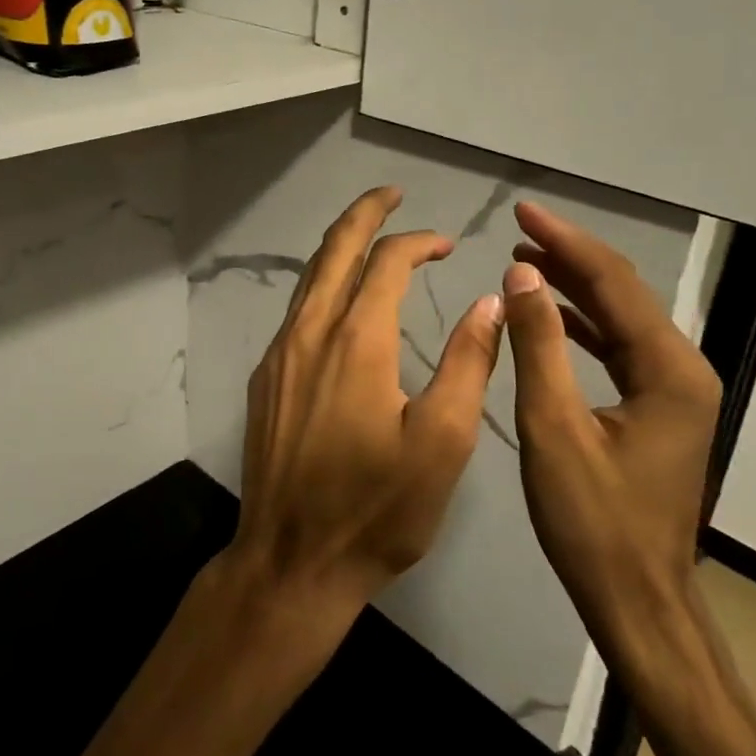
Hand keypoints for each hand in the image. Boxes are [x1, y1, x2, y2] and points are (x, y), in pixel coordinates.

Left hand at [225, 186, 504, 624]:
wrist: (291, 561)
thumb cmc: (376, 509)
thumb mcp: (443, 442)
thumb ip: (469, 363)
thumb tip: (489, 300)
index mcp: (357, 342)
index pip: (386, 263)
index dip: (419, 242)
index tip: (448, 244)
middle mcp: (310, 334)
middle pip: (334, 250)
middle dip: (364, 214)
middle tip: (391, 194)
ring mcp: (280, 356)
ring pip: (309, 278)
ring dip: (340, 247)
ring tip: (370, 234)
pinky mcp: (266, 379)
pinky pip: (296, 310)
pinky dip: (323, 284)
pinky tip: (341, 299)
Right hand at [502, 202, 723, 688]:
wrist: (637, 601)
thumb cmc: (593, 522)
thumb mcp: (554, 429)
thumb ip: (539, 346)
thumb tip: (522, 275)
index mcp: (668, 371)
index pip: (613, 284)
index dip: (566, 242)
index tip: (524, 211)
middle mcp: (682, 371)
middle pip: (623, 295)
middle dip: (571, 257)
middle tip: (519, 229)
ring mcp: (674, 393)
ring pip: (621, 321)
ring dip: (575, 289)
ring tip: (525, 262)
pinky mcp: (658, 411)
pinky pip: (619, 351)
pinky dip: (583, 327)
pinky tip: (550, 315)